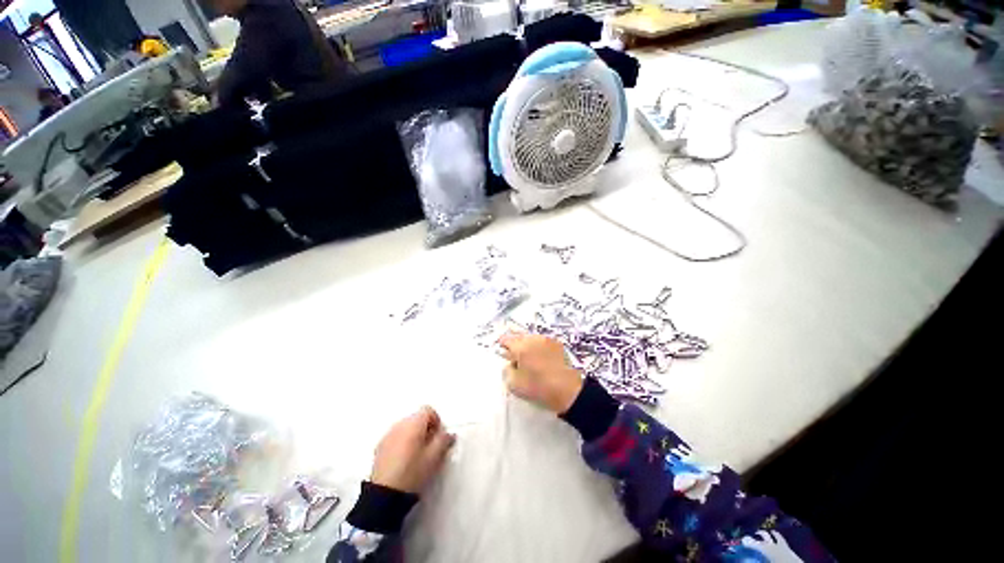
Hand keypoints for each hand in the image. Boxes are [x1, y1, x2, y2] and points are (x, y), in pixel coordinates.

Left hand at [371, 406, 454, 493]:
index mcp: (414, 423)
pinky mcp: (379, 446)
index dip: (437, 421)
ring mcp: (388, 435)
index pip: (428, 410)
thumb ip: (444, 440)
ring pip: (406, 427)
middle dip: (426, 428)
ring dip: (414, 435)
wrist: (384, 495)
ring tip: (417, 454)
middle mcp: (400, 424)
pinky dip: (403, 442)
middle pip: (417, 417)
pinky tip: (404, 460)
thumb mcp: (434, 457)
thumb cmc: (413, 473)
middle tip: (430, 446)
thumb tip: (449, 434)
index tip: (438, 437)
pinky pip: (396, 436)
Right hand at [499, 333, 583, 413]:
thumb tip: (509, 363)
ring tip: (526, 355)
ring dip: (526, 343)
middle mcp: (533, 339)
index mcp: (521, 347)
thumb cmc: (539, 388)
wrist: (568, 390)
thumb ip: (506, 371)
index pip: (506, 339)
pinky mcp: (557, 344)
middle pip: (519, 336)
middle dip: (514, 343)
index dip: (502, 344)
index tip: (501, 349)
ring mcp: (546, 339)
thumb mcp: (515, 384)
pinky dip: (537, 345)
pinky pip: (542, 341)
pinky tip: (539, 355)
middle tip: (512, 353)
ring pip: (531, 337)